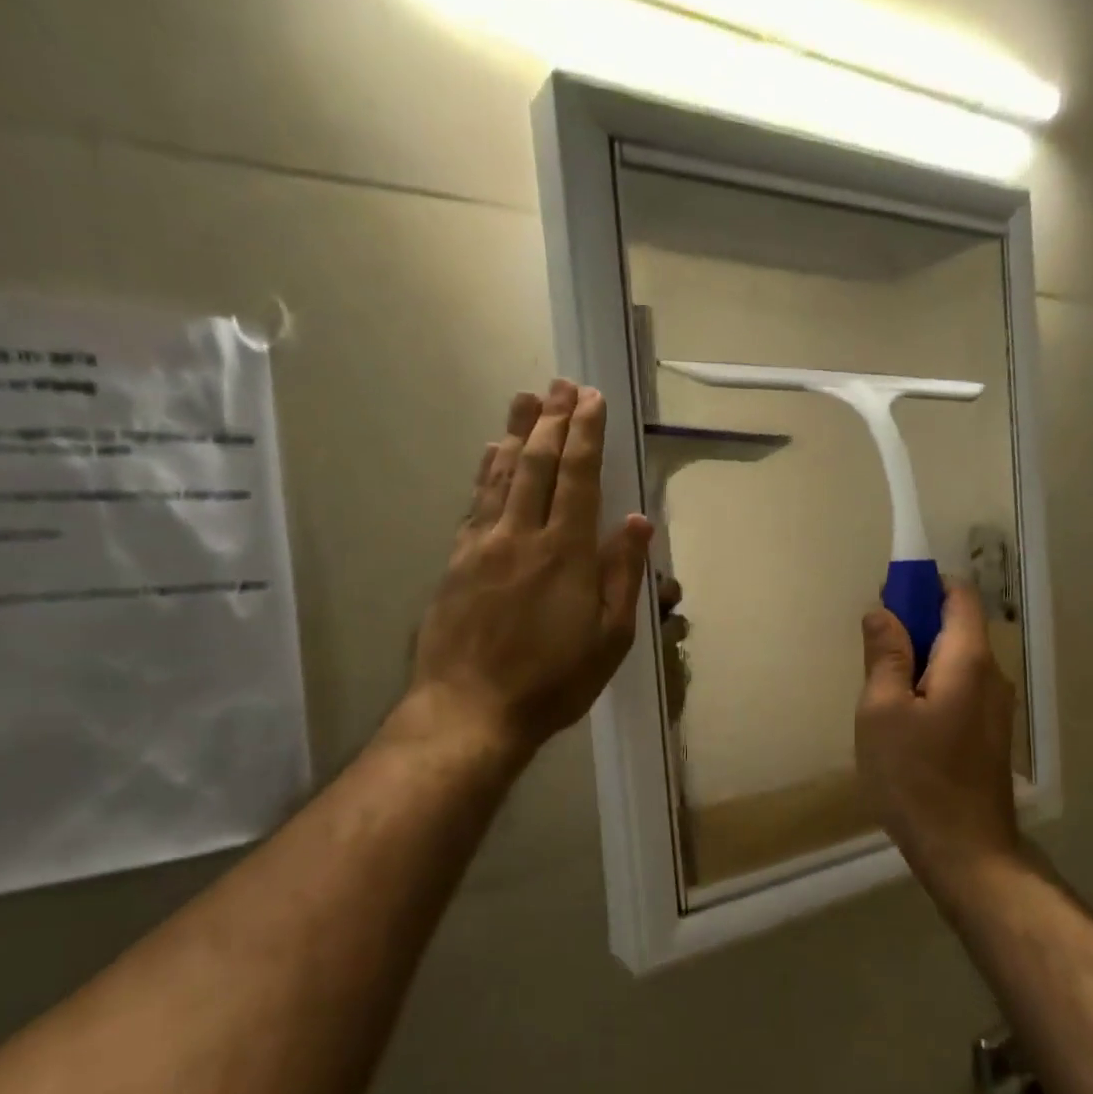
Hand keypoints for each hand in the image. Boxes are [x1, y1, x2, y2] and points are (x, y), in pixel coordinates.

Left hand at [396, 381, 652, 760]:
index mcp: (565, 552)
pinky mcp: (456, 561)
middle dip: (551, 420)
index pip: (578, 477)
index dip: (585, 434)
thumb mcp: (610, 638)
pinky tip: (491, 453)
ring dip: (516, 432)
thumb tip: (636, 521)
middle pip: (536, 463)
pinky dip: (486, 470)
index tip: (591, 398)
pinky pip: (475, 501)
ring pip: (501, 475)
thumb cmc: (553, 681)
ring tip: (526, 399)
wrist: (469, 710)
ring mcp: (482, 545)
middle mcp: (521, 535)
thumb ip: (622, 575)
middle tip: (560, 383)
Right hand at [855, 581, 1018, 878]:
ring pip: (956, 662)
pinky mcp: (990, 734)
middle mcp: (992, 675)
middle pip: (957, 627)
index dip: (923, 585)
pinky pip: (960, 690)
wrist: (966, 851)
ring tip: (882, 692)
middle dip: (915, 625)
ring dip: (920, 660)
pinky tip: (905, 722)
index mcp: (968, 660)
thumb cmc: (915, 777)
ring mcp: (997, 707)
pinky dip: (932, 687)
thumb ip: (884, 655)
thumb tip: (883, 612)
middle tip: (873, 652)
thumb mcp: (882, 711)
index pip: (958, 595)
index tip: (887, 598)